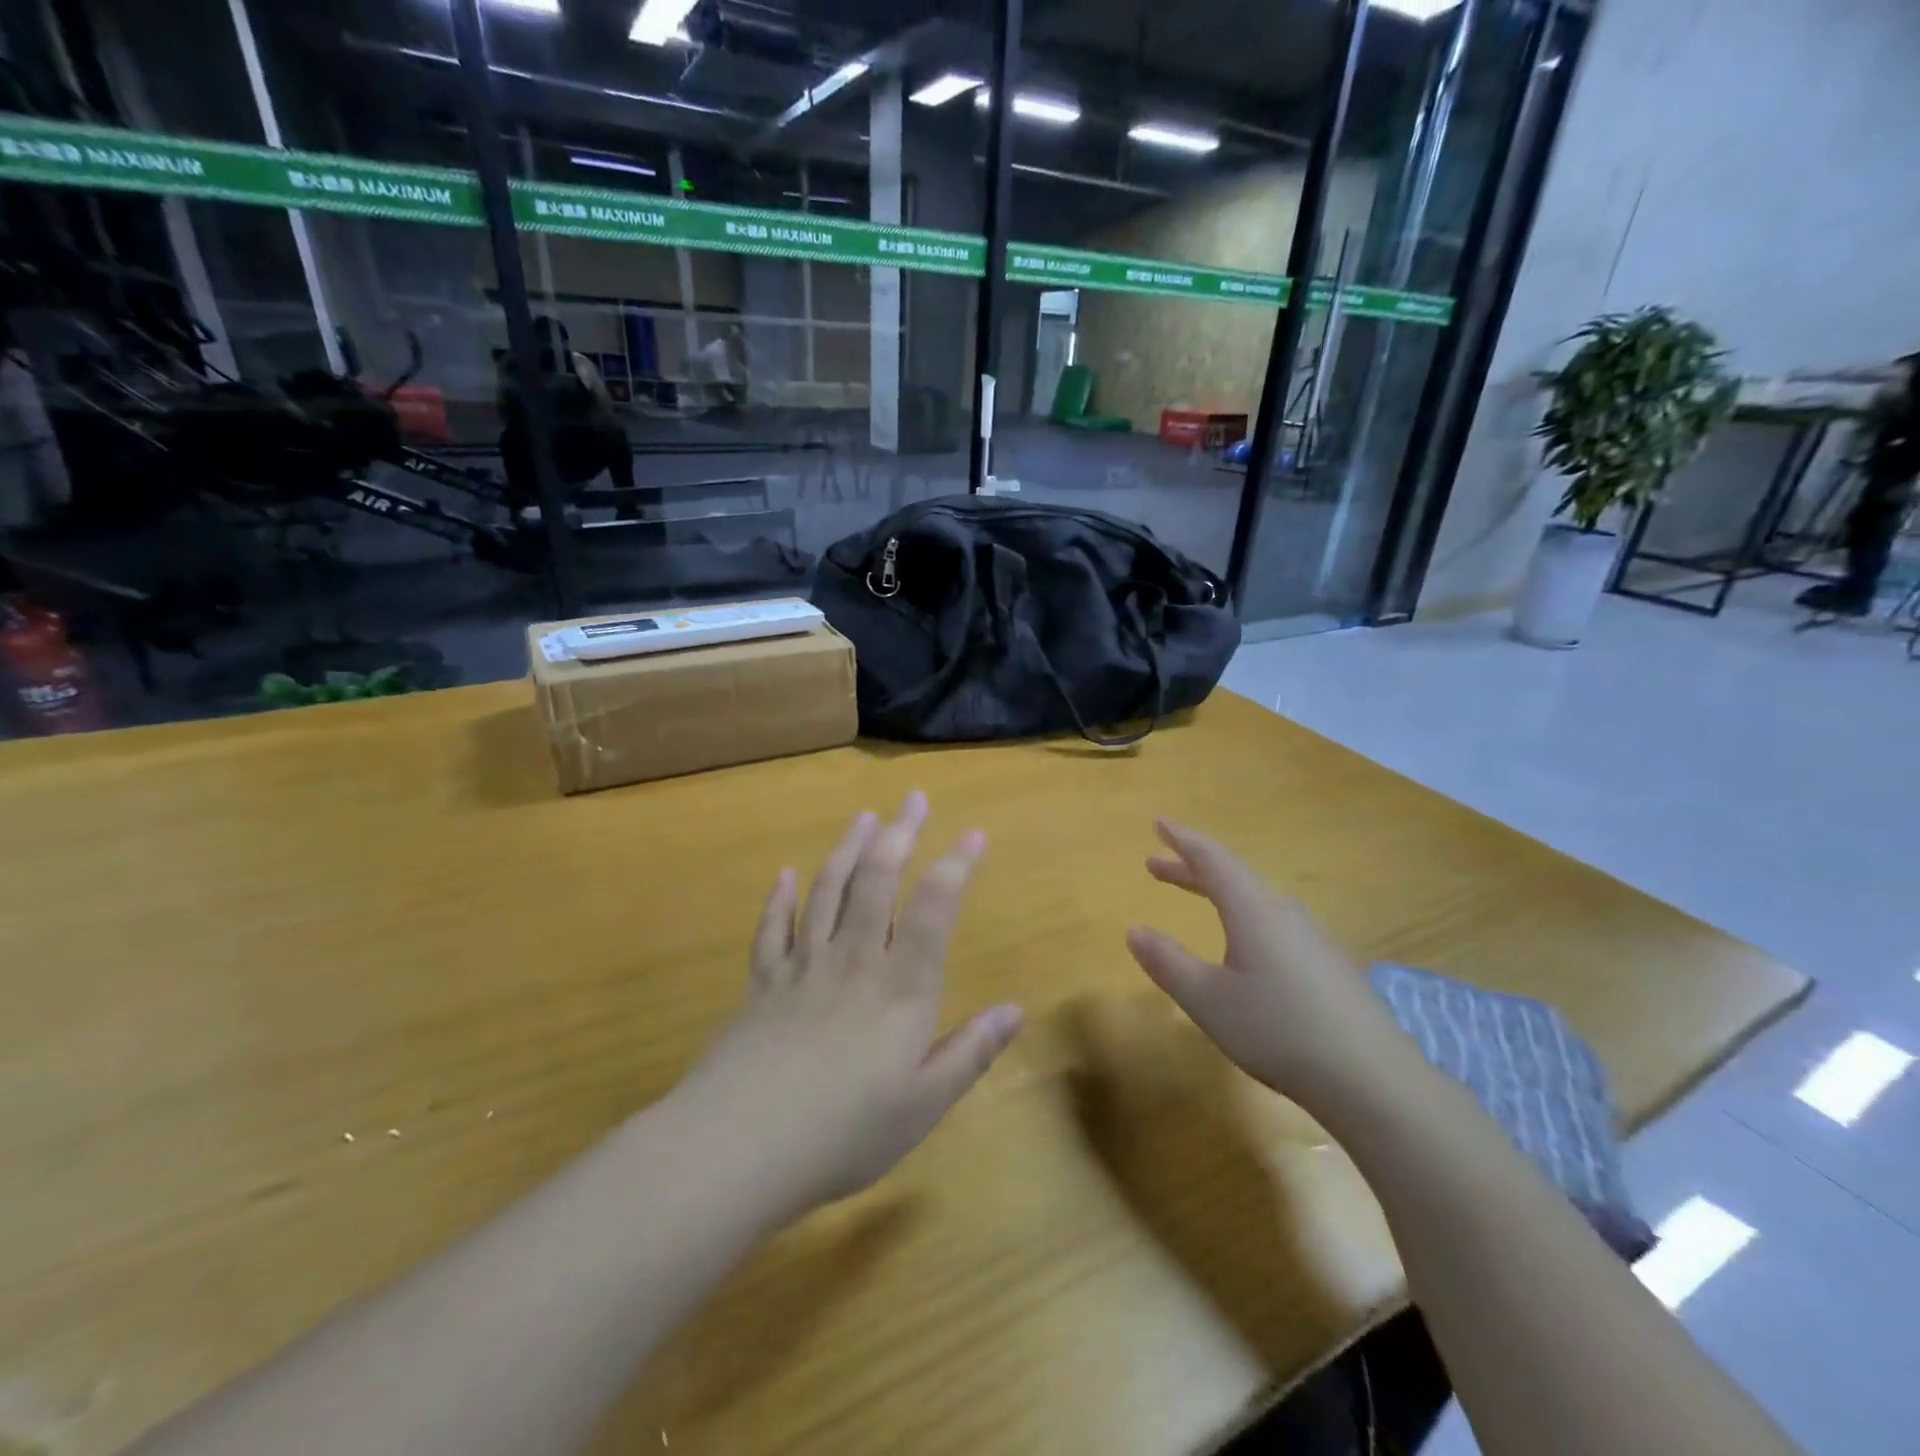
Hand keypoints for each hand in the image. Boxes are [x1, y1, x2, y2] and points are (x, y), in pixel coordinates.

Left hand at [682, 791, 1022, 1218]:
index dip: (955, 866)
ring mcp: (802, 966)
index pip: (932, 909)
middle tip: (912, 797)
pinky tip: (785, 874)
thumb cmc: (844, 1131)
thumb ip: (971, 1051)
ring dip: (847, 849)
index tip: (973, 833)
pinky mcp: (761, 984)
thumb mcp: (923, 1104)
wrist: (737, 1147)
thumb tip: (1017, 1009)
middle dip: (899, 833)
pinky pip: (772, 929)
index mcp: (899, 987)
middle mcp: (852, 960)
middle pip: (876, 880)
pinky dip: (779, 898)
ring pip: (827, 890)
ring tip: (863, 817)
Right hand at [1124, 819, 1410, 1108]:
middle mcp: (1284, 913)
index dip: (1182, 840)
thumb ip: (1168, 962)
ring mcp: (1313, 938)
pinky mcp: (1329, 965)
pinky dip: (1244, 916)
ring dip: (1219, 893)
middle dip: (1192, 869)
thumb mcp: (1208, 1000)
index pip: (1212, 860)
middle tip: (1155, 866)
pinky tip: (1245, 946)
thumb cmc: (1278, 1030)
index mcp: (1253, 910)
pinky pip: (1275, 922)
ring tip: (1197, 897)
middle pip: (1233, 877)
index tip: (1159, 823)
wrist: (1373, 1080)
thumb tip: (1134, 930)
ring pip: (1256, 900)